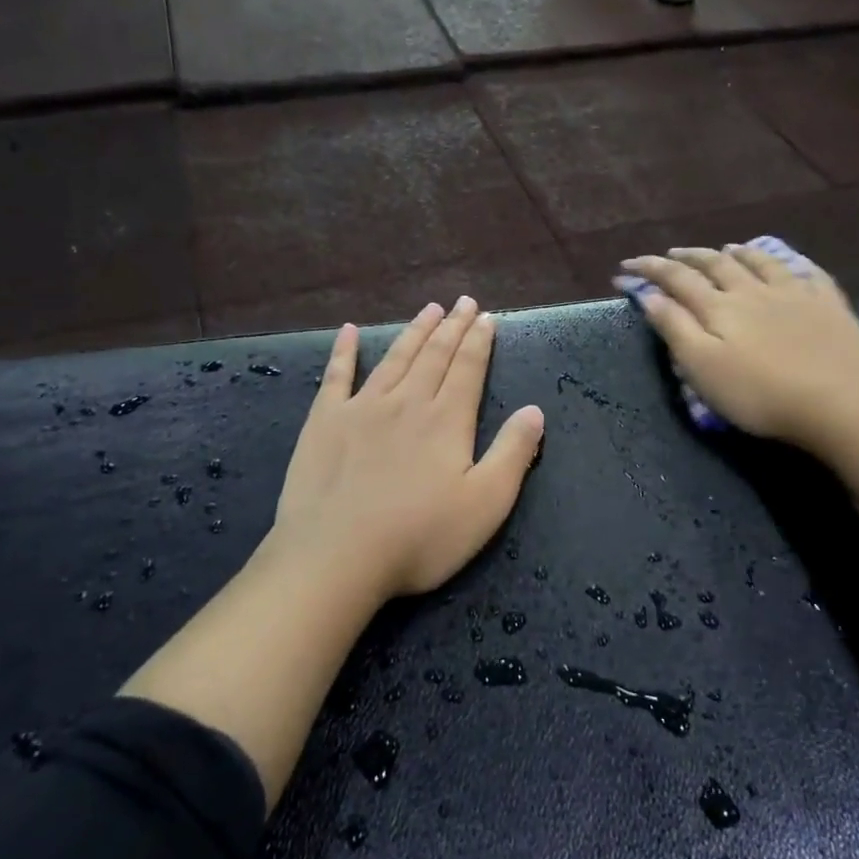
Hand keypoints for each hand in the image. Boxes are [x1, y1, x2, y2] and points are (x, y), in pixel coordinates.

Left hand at [265, 298, 545, 601]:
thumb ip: (513, 454)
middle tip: (463, 302)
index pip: (468, 369)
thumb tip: (535, 410)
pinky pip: (336, 376)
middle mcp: (407, 402)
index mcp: (447, 421)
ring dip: (414, 332)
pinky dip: (344, 351)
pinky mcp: (324, 421)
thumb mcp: (486, 504)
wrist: (336, 556)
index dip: (479, 341)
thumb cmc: (419, 537)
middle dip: (452, 327)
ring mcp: (362, 408)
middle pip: (434, 356)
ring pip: (395, 358)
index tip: (486, 317)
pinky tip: (348, 331)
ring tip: (429, 309)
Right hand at [618, 246, 858, 447]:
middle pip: (717, 265)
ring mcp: (795, 294)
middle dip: (690, 257)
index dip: (650, 269)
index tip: (627, 265)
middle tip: (673, 253)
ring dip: (739, 253)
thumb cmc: (758, 393)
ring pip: (762, 262)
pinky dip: (793, 264)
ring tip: (727, 247)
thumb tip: (650, 296)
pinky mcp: (829, 306)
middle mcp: (754, 290)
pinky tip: (792, 264)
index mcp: (720, 307)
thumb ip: (675, 328)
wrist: (836, 402)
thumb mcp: (702, 367)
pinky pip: (810, 274)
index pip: (677, 279)